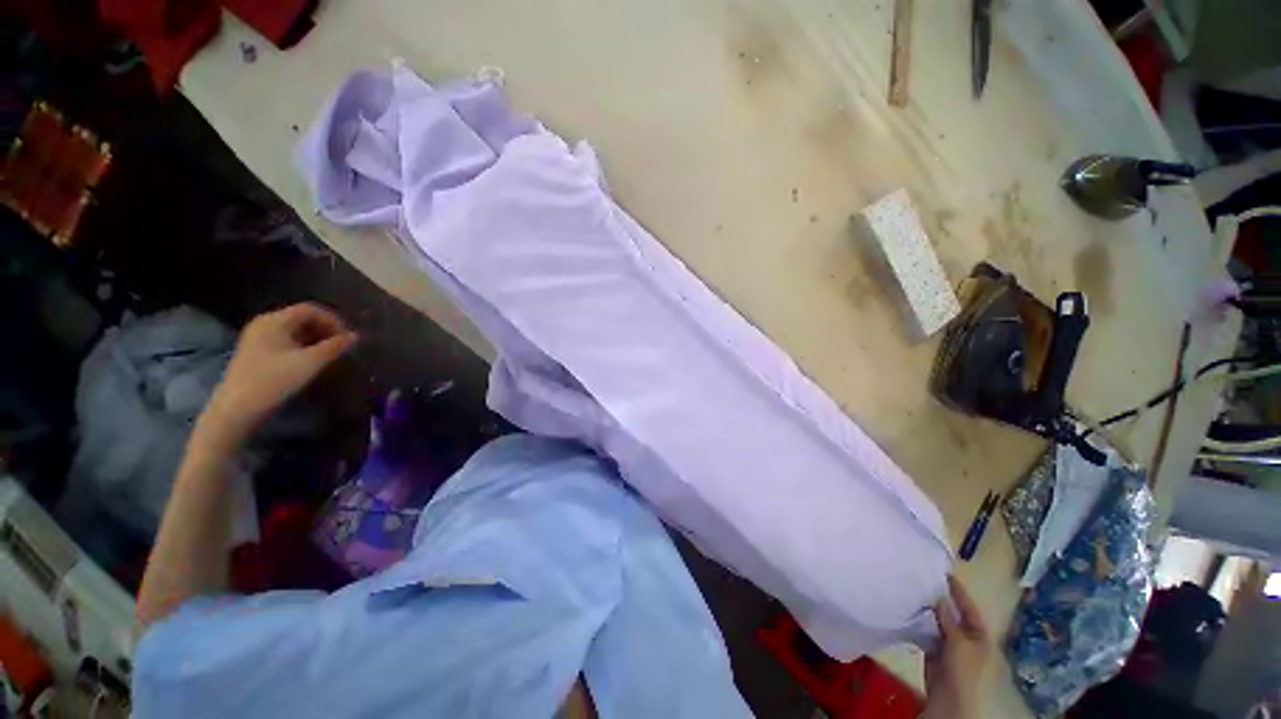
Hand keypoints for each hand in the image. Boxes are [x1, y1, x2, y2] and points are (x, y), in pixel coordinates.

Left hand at [199, 303, 356, 446]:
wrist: (237, 408)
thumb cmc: (274, 380)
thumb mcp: (310, 363)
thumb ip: (335, 347)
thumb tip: (355, 336)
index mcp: (274, 321)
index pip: (310, 309)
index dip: (333, 320)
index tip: (347, 338)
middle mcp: (264, 323)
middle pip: (301, 318)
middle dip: (325, 329)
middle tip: (341, 346)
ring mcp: (257, 338)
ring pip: (294, 330)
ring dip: (315, 338)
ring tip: (329, 354)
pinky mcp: (255, 352)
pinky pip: (285, 340)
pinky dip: (302, 346)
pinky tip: (309, 360)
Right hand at [922, 576, 991, 718]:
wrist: (951, 704)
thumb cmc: (964, 672)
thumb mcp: (960, 645)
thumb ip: (949, 622)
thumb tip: (939, 597)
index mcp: (979, 636)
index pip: (970, 609)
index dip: (959, 593)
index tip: (944, 572)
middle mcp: (965, 639)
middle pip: (952, 616)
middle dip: (939, 601)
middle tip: (922, 580)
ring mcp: (948, 648)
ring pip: (936, 624)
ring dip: (926, 612)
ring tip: (911, 593)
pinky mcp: (932, 655)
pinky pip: (925, 635)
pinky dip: (917, 625)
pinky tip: (906, 614)